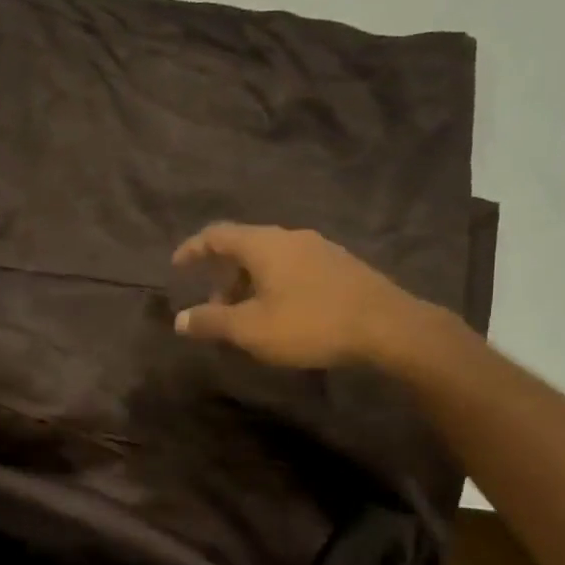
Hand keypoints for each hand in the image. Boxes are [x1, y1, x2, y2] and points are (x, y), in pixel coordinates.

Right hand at [172, 223, 456, 370]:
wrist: (387, 327)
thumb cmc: (310, 324)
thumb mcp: (251, 329)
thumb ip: (212, 321)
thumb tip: (179, 319)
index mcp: (264, 245)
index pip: (217, 235)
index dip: (193, 249)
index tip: (177, 266)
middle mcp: (290, 237)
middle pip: (245, 247)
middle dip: (223, 275)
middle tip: (215, 308)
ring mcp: (320, 249)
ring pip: (271, 259)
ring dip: (250, 284)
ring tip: (247, 317)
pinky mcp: (340, 266)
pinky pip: (293, 268)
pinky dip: (274, 285)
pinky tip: (282, 314)